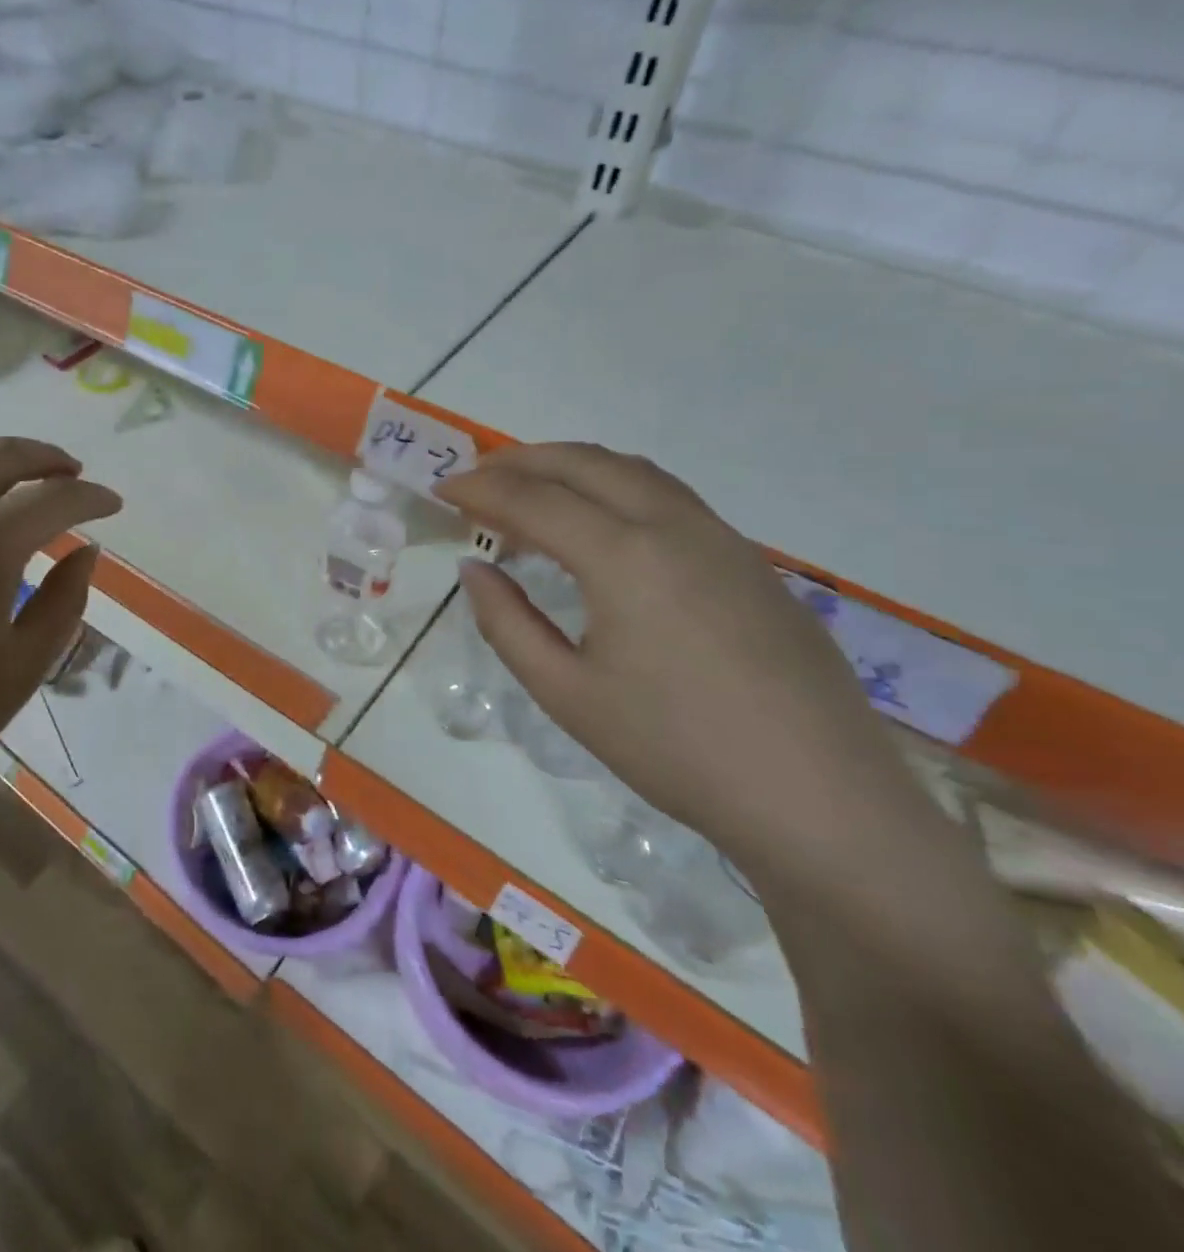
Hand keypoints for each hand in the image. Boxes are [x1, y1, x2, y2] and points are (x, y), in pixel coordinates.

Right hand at [436, 444, 920, 877]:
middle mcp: (675, 527)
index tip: (442, 489)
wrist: (819, 800)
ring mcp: (723, 540)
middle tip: (478, 476)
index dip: (481, 489)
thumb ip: (507, 622)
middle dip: (523, 460)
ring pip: (634, 472)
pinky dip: (615, 489)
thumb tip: (473, 569)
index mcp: (625, 556)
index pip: (535, 500)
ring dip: (573, 467)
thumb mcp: (566, 693)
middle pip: (586, 464)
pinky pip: (669, 498)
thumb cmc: (674, 749)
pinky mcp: (751, 563)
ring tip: (531, 490)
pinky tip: (600, 527)